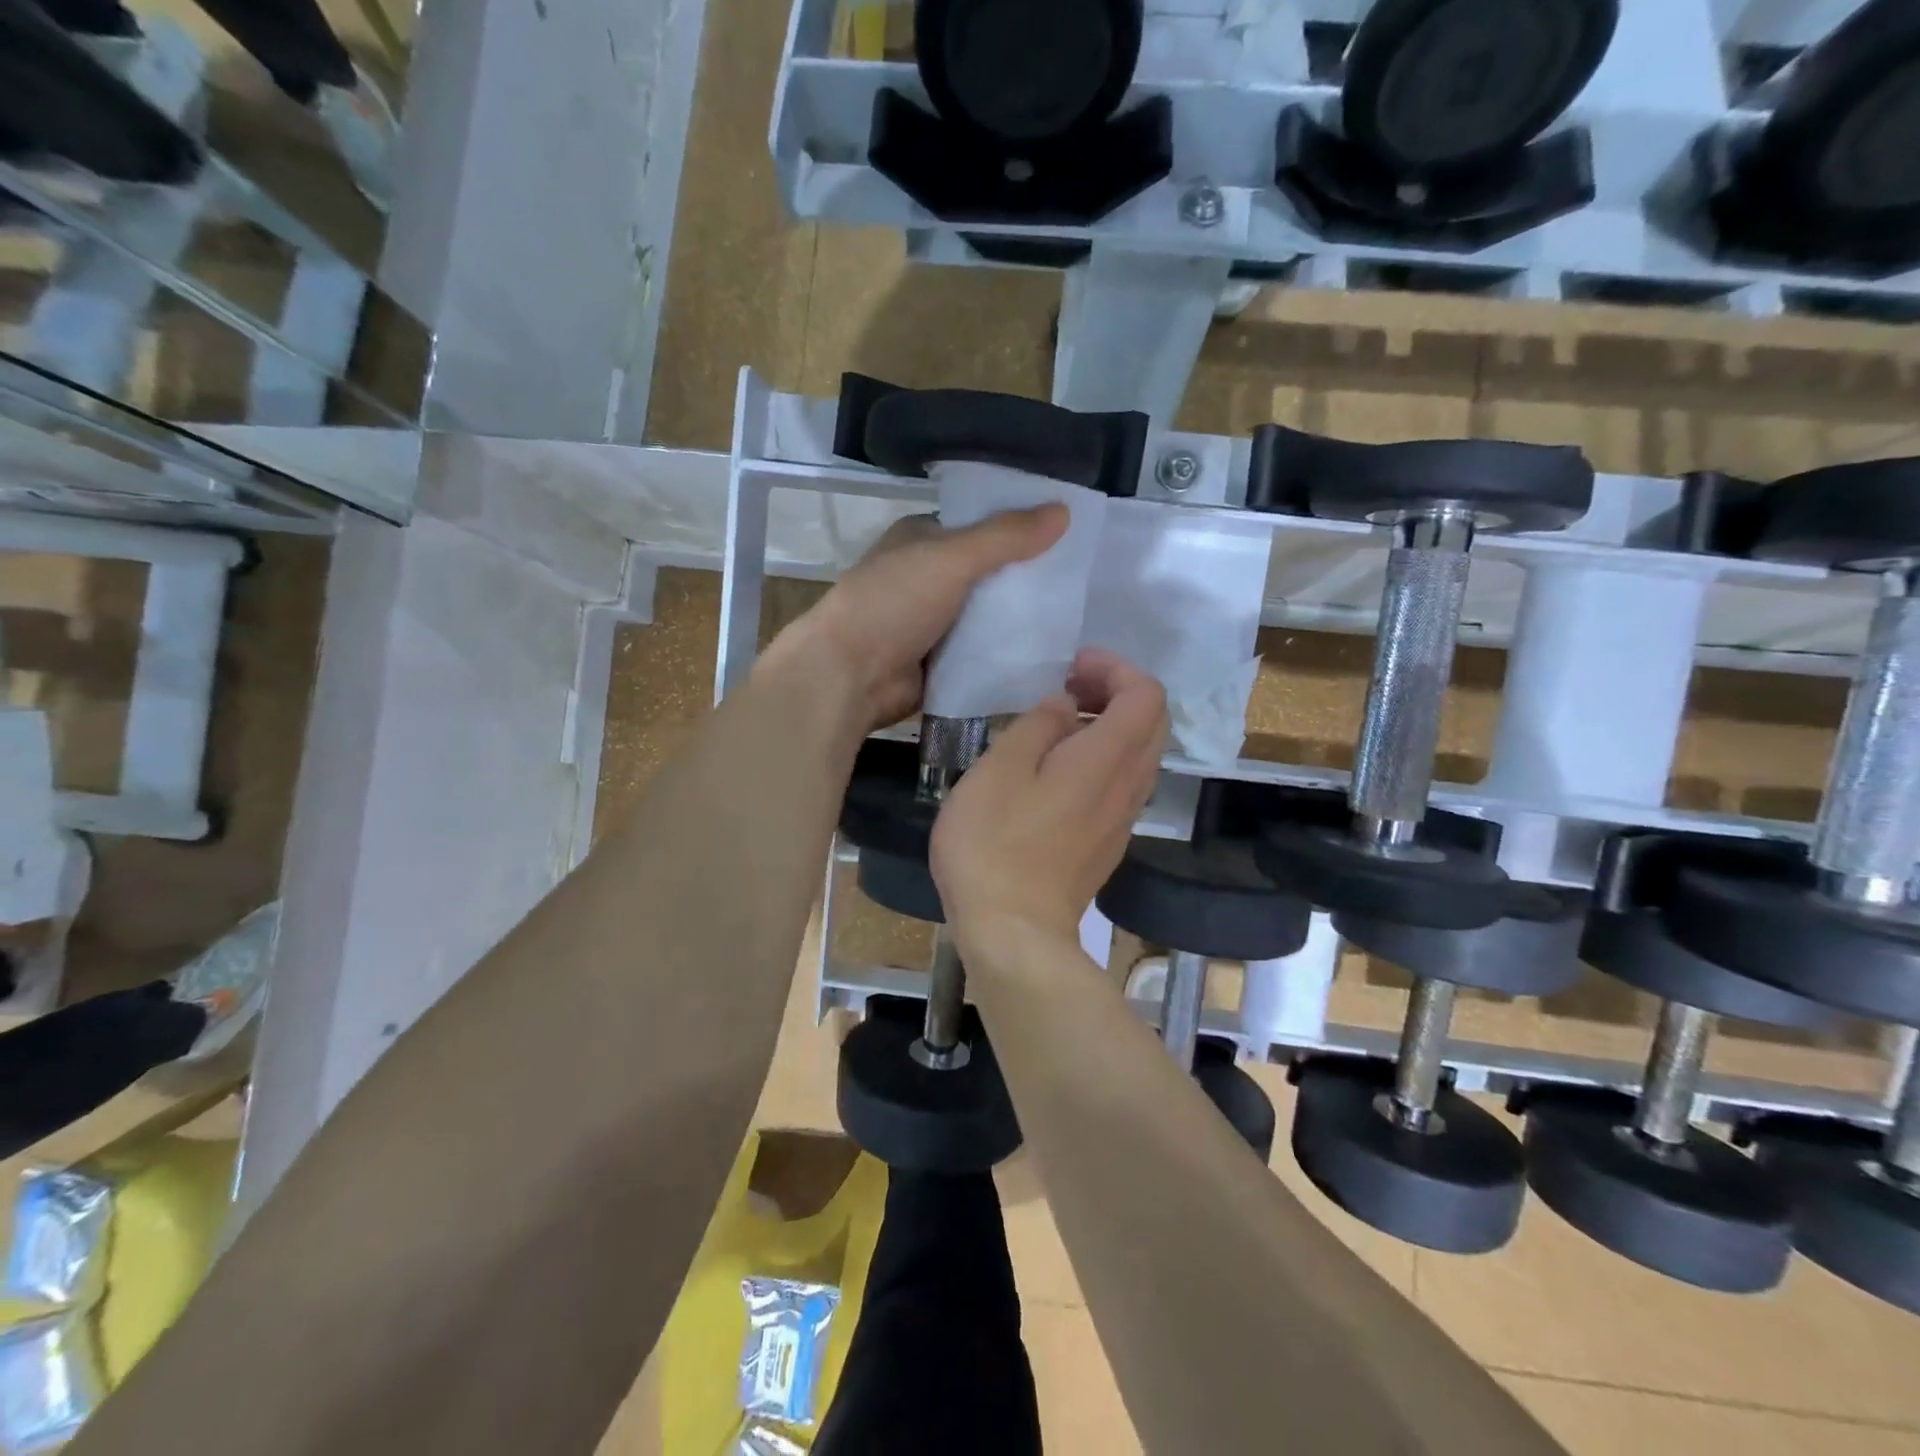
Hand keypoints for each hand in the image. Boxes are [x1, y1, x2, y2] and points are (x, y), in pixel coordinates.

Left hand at [769, 506, 1067, 731]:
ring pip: (988, 614)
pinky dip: (1007, 652)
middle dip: (1026, 576)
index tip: (1067, 532)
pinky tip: (1048, 652)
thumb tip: (1064, 510)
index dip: (1018, 526)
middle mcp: (927, 577)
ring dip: (1020, 617)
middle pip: (988, 572)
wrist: (850, 675)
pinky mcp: (939, 661)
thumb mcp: (952, 558)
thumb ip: (1006, 537)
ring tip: (1074, 614)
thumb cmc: (893, 603)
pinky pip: (982, 652)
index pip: (979, 525)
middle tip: (1080, 579)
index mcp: (922, 540)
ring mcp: (932, 622)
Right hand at [931, 647, 1168, 957]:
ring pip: (1141, 754)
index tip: (1072, 667)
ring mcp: (1123, 818)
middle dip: (1116, 691)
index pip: (1145, 694)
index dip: (1115, 667)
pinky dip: (1104, 757)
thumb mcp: (1000, 769)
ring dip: (1111, 725)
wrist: (1013, 932)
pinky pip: (1124, 783)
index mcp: (1106, 759)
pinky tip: (1059, 770)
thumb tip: (1065, 706)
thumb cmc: (994, 843)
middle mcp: (1128, 785)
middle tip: (1068, 688)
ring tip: (1060, 723)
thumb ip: (1037, 726)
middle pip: (1152, 721)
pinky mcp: (1109, 843)